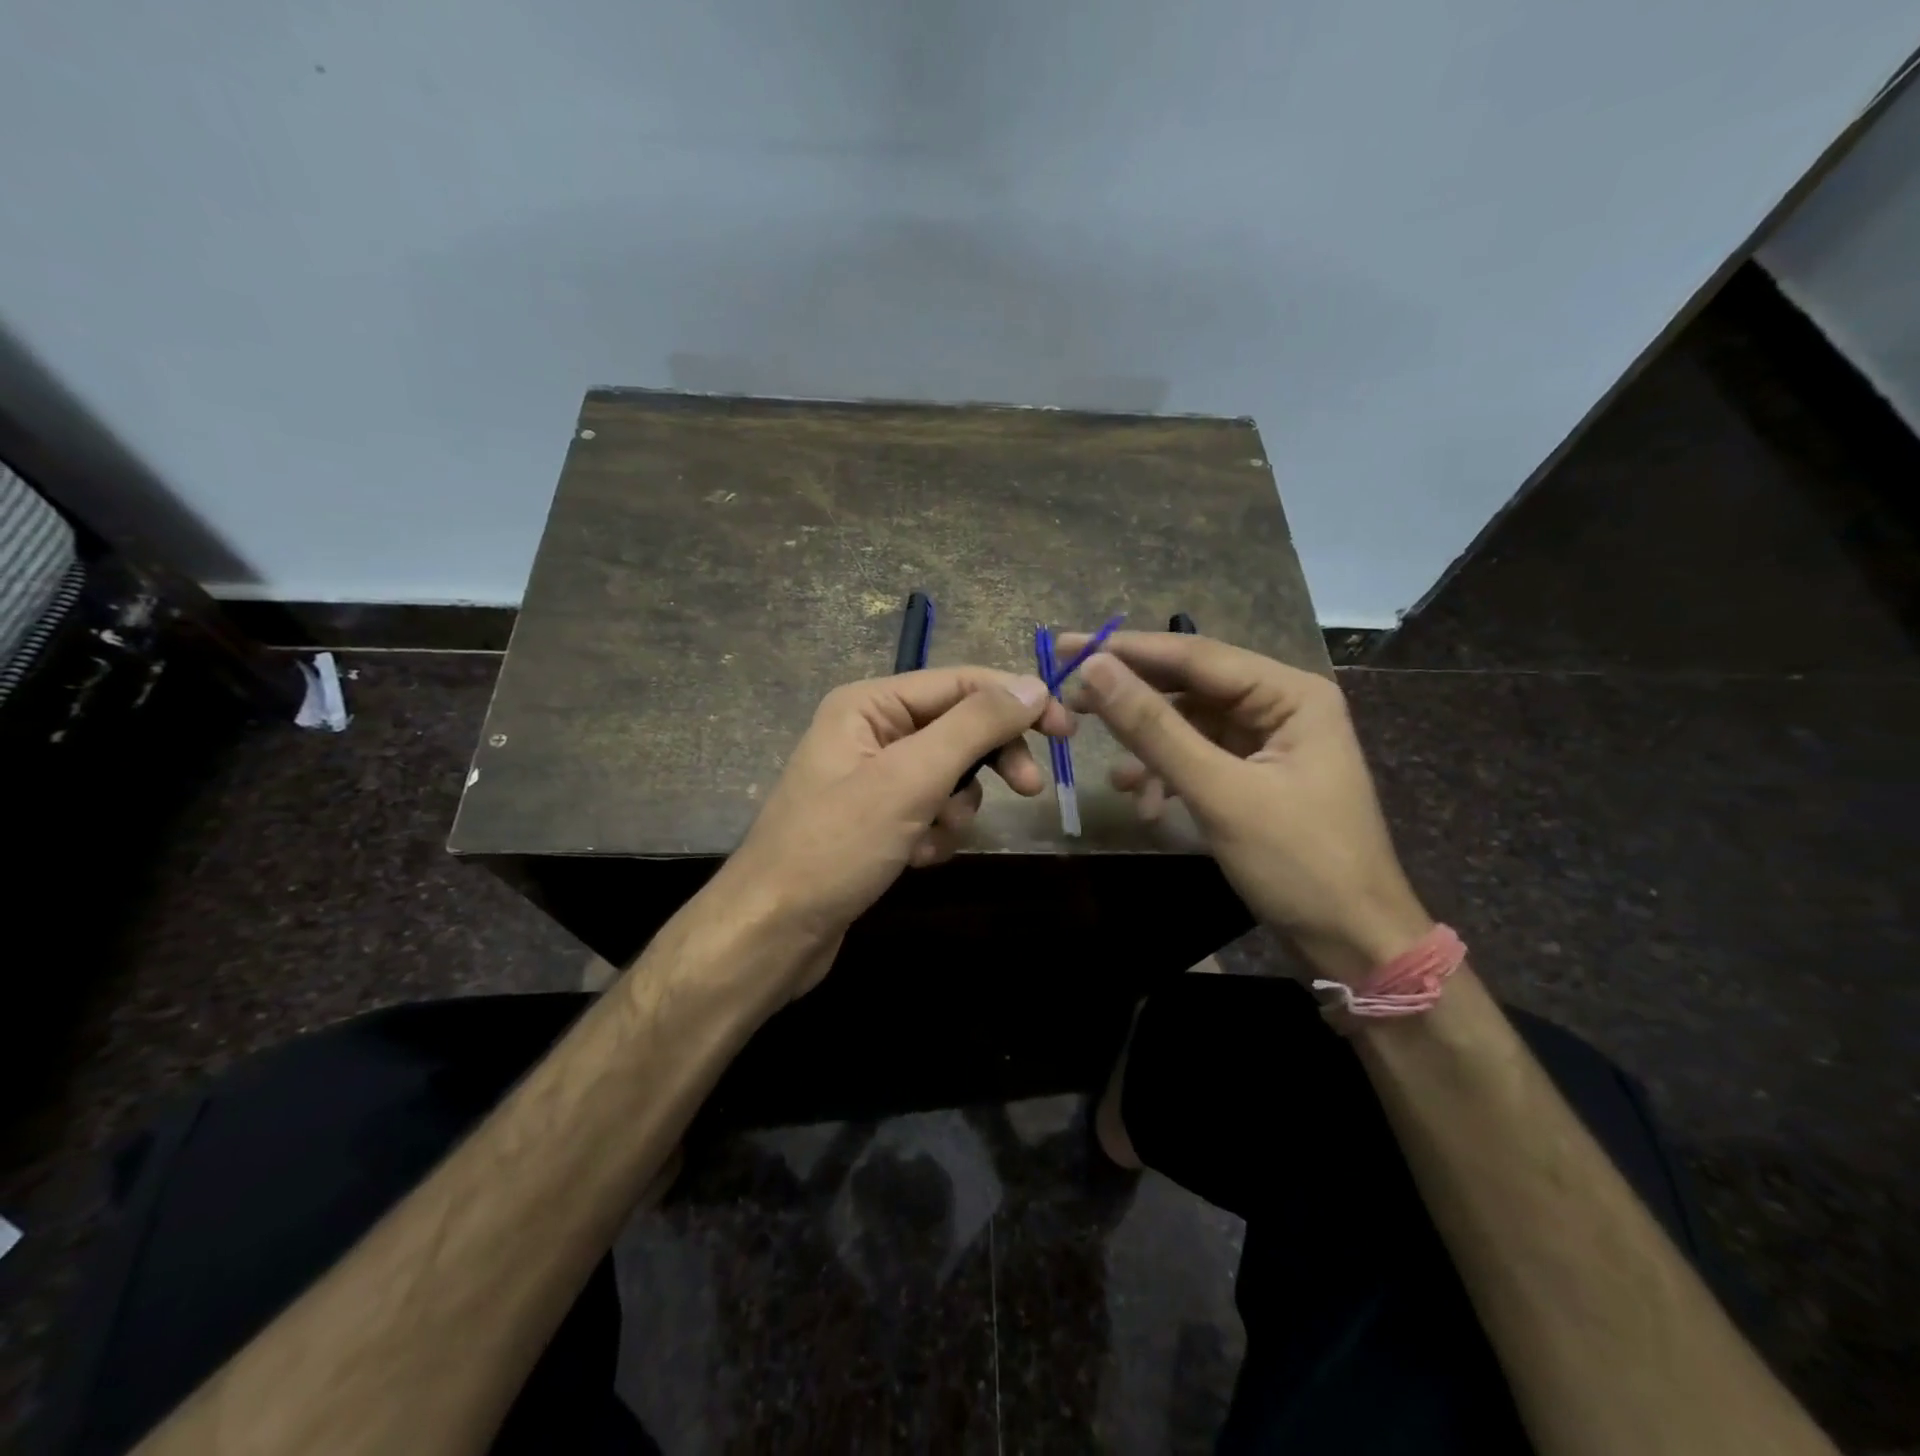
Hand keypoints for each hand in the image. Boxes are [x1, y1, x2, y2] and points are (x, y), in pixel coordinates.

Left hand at [726, 667, 1073, 977]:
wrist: (774, 932)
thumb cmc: (837, 846)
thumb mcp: (911, 779)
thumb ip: (974, 727)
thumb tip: (1033, 686)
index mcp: (870, 705)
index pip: (960, 683)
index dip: (1016, 700)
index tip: (1066, 730)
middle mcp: (871, 732)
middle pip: (958, 728)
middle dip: (989, 761)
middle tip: (1029, 789)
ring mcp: (873, 778)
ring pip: (950, 776)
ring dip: (955, 809)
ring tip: (932, 837)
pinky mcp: (877, 821)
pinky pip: (930, 811)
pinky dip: (934, 834)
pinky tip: (914, 859)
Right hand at [1056, 631, 1430, 982]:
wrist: (1352, 943)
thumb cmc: (1298, 863)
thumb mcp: (1219, 792)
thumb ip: (1153, 728)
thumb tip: (1093, 669)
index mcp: (1291, 694)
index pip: (1196, 655)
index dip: (1127, 650)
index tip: (1066, 646)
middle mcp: (1282, 706)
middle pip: (1191, 687)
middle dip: (1133, 701)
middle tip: (1070, 702)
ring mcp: (1269, 743)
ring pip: (1190, 726)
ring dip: (1150, 751)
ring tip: (1115, 779)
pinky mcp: (1255, 777)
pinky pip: (1199, 759)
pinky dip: (1168, 777)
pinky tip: (1144, 805)